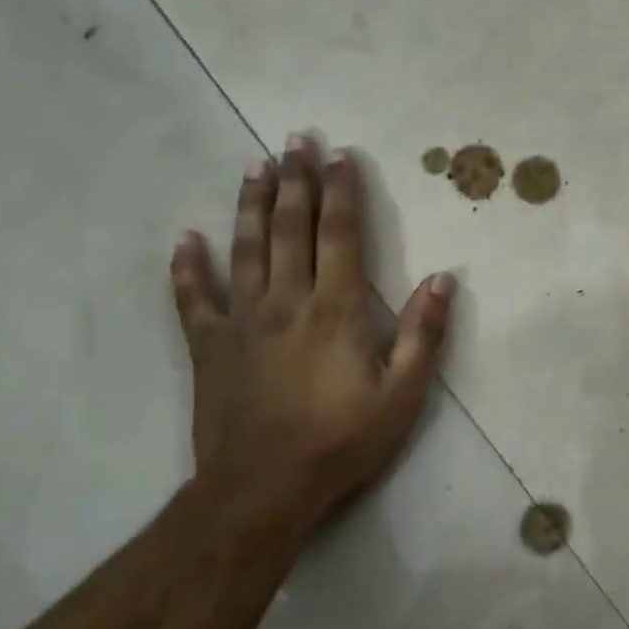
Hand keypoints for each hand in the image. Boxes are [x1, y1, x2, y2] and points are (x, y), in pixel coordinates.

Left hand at [170, 137, 454, 539]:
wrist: (263, 488)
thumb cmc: (341, 443)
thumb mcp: (402, 396)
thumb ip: (422, 335)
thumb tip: (442, 279)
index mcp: (334, 310)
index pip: (339, 235)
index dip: (342, 192)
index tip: (341, 155)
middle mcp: (285, 301)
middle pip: (290, 228)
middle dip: (296, 180)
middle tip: (295, 139)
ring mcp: (240, 321)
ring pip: (244, 249)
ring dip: (250, 205)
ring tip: (254, 167)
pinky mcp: (208, 347)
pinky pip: (193, 299)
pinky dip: (187, 268)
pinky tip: (185, 239)